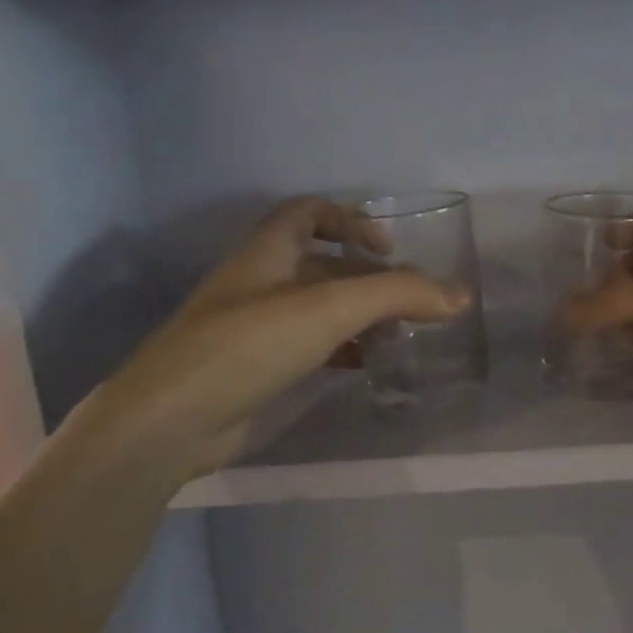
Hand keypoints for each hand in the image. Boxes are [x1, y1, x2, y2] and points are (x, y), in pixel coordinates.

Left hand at [68, 197, 467, 479]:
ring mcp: (257, 328)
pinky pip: (310, 347)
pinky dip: (342, 349)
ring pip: (319, 309)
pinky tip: (365, 365)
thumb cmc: (248, 345)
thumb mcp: (328, 309)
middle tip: (411, 304)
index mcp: (268, 251)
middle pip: (323, 265)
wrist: (172, 420)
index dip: (350, 220)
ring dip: (360, 316)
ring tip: (399, 336)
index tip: (388, 250)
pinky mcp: (259, 369)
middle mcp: (262, 282)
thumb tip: (461, 295)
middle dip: (369, 279)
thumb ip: (398, 296)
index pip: (308, 212)